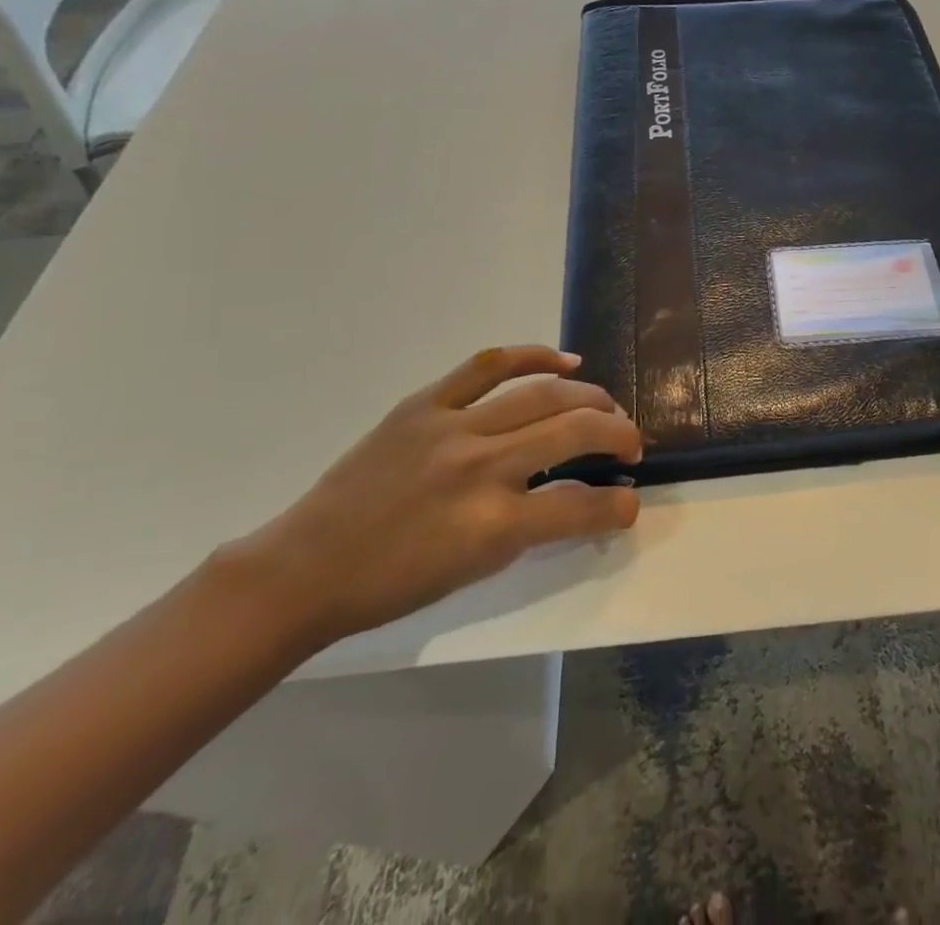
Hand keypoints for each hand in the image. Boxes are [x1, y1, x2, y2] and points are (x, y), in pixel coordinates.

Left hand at [226, 346, 642, 649]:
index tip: (631, 500)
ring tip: (607, 406)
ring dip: (588, 397)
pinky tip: (565, 360)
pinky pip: (489, 365)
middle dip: (617, 434)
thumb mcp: (474, 569)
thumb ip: (531, 529)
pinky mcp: (426, 403)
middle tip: (630, 443)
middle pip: (573, 432)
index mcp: (492, 526)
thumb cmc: (393, 583)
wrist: (308, 566)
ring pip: (542, 394)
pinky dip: (533, 355)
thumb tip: (577, 498)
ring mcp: (452, 427)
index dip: (618, 504)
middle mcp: (480, 468)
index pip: (580, 506)